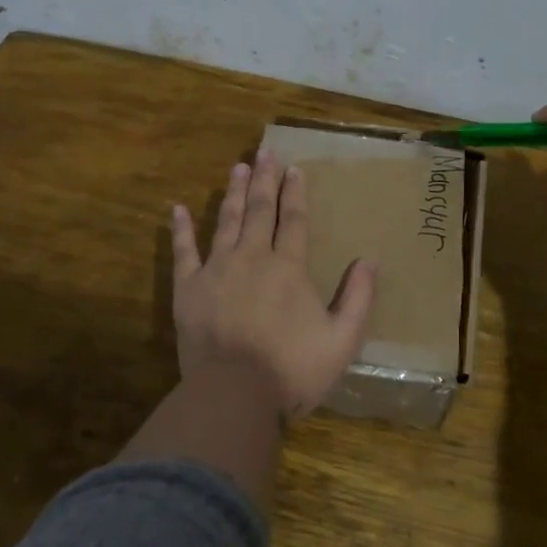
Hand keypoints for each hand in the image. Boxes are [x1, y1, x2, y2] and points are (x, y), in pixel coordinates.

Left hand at [172, 149, 376, 421]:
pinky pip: (183, 252)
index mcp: (288, 268)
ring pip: (226, 221)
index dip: (296, 193)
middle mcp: (253, 258)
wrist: (234, 395)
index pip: (295, 220)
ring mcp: (217, 270)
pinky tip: (177, 208)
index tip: (294, 168)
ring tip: (237, 167)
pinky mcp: (188, 289)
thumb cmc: (292, 370)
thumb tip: (370, 260)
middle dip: (265, 180)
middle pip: (260, 211)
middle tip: (265, 151)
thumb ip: (358, 298)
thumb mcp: (342, 340)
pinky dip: (180, 229)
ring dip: (234, 193)